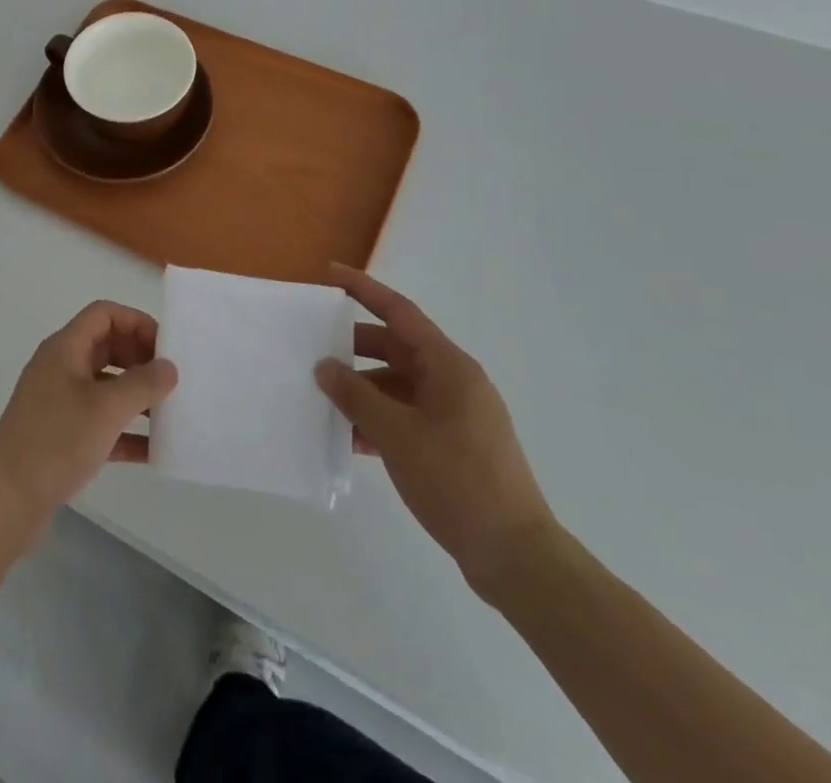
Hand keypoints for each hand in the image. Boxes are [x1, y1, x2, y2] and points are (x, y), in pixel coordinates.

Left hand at [0, 301, 177, 545]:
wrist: (5, 500)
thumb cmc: (55, 442)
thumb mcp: (106, 409)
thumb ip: (143, 383)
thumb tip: (169, 367)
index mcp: (65, 349)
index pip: (104, 314)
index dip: (136, 322)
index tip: (165, 349)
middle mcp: (60, 368)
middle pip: (106, 346)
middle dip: (140, 359)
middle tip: (170, 381)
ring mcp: (58, 402)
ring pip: (105, 385)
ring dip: (136, 395)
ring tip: (169, 413)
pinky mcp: (60, 435)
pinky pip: (100, 421)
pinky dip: (124, 430)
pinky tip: (153, 451)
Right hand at [315, 264, 557, 600]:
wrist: (516, 558)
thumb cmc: (457, 481)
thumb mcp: (397, 434)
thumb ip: (356, 395)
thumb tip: (325, 367)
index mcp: (449, 366)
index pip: (400, 312)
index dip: (364, 290)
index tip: (331, 273)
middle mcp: (454, 382)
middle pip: (396, 349)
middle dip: (354, 349)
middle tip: (314, 350)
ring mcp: (456, 415)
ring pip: (398, 386)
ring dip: (363, 391)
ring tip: (323, 401)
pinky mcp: (453, 446)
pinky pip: (407, 416)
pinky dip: (379, 420)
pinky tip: (349, 438)